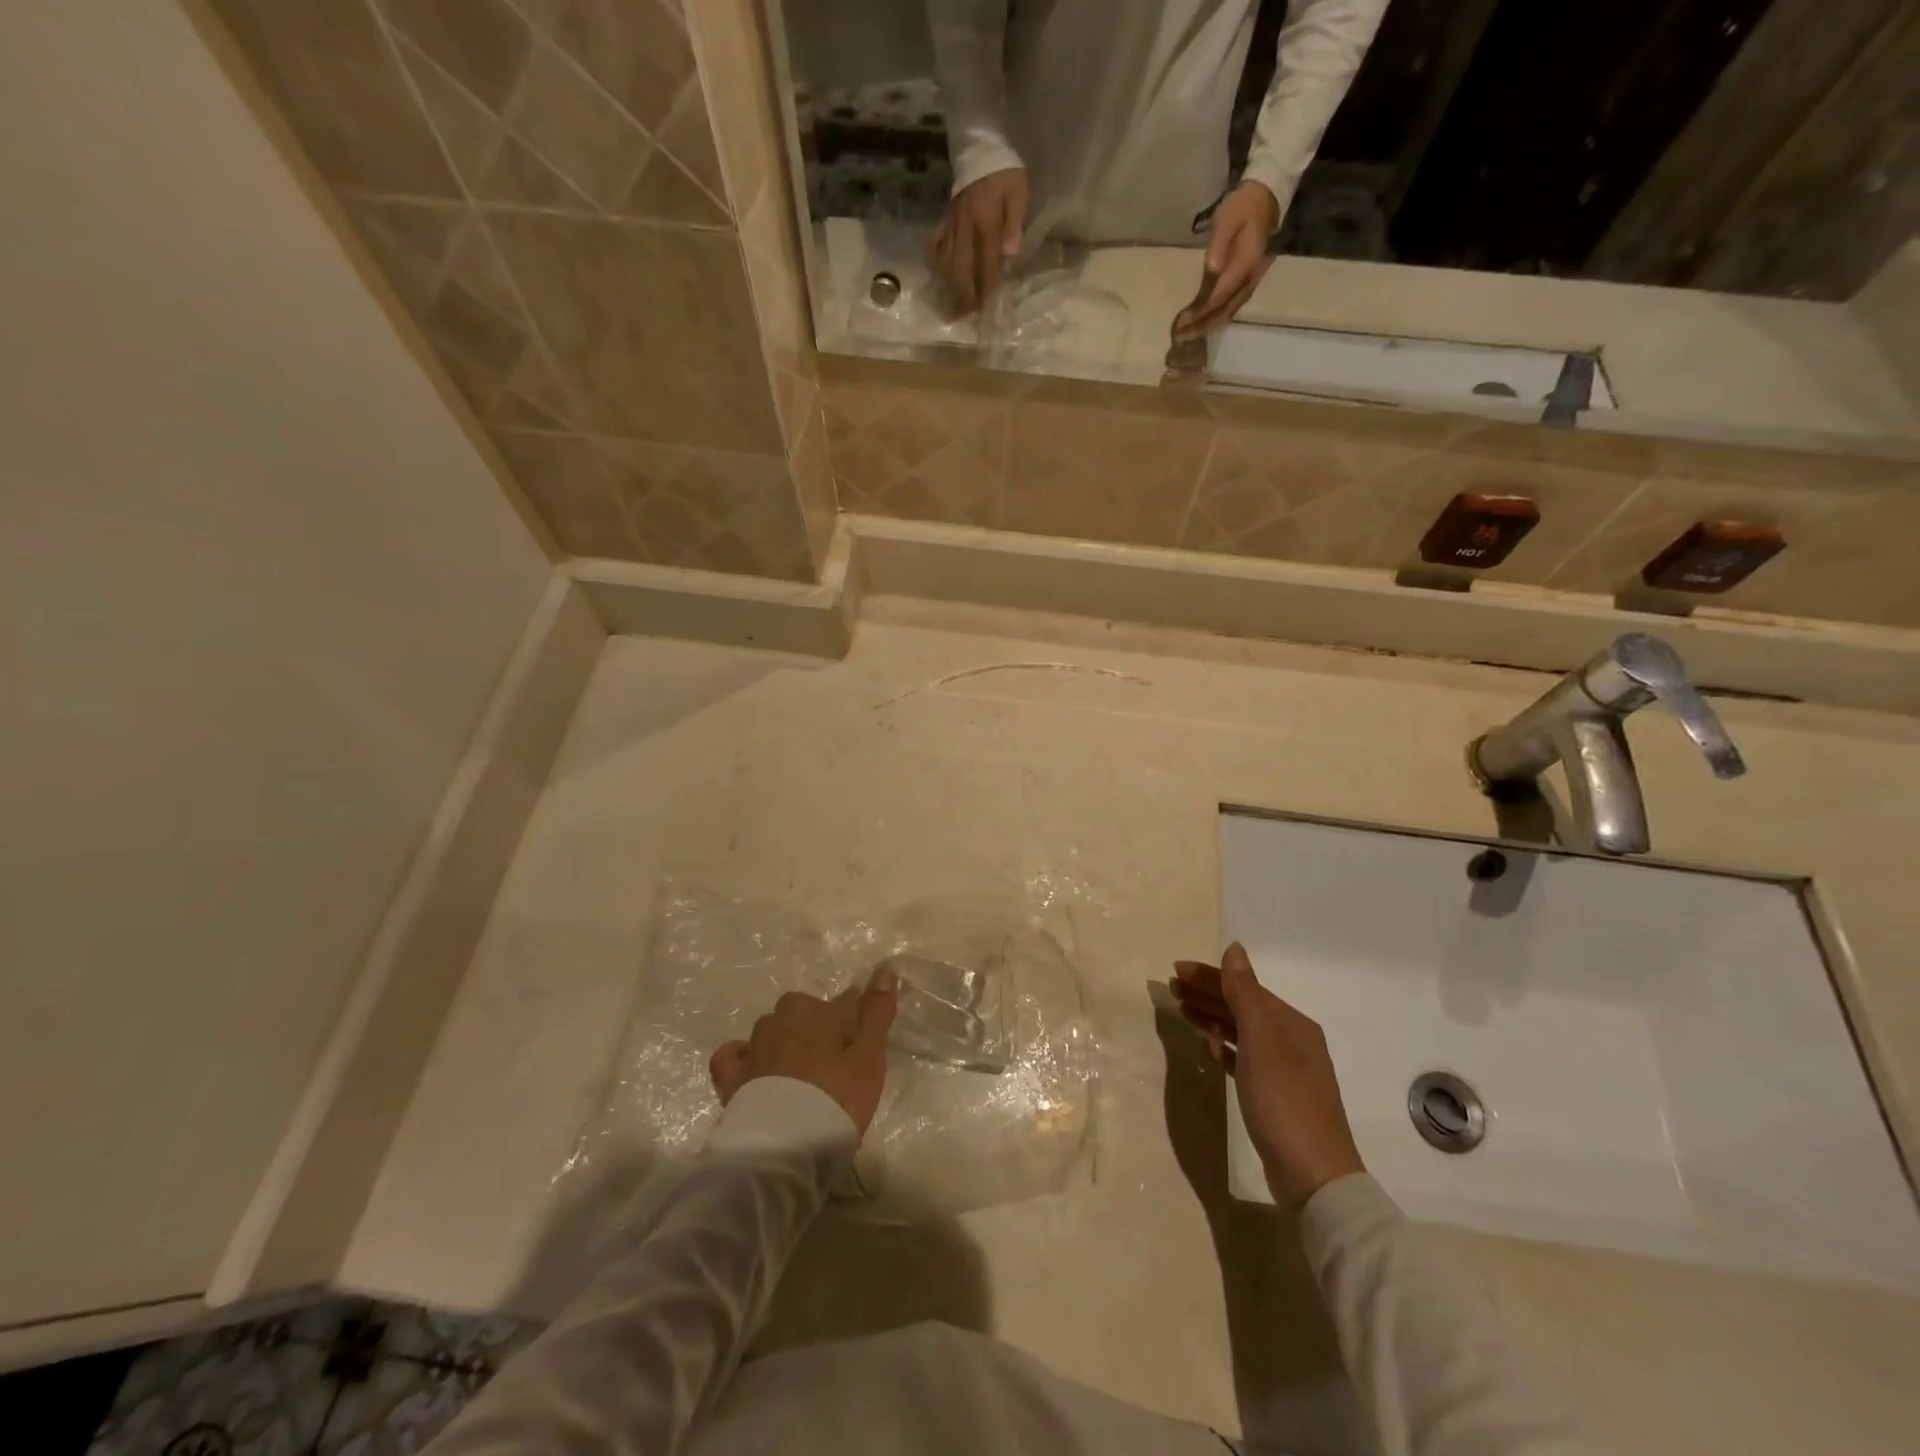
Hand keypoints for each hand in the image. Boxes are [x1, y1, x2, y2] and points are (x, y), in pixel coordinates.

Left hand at [709, 966, 897, 1134]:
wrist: (786, 1146)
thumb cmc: (838, 1099)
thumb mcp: (869, 1057)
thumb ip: (877, 1012)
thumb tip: (885, 969)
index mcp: (821, 1013)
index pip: (846, 1001)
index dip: (855, 1018)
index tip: (862, 1040)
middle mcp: (786, 1019)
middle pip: (803, 1010)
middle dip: (815, 1024)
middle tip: (830, 1059)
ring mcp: (755, 1046)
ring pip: (771, 1028)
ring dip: (783, 1039)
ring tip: (797, 1071)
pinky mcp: (732, 1075)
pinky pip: (733, 1053)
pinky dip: (742, 1056)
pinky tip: (753, 1069)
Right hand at [929, 167, 1028, 313]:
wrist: (980, 148)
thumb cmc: (1004, 173)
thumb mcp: (1018, 192)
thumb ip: (1014, 222)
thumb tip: (1010, 253)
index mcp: (986, 221)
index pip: (987, 261)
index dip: (988, 286)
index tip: (988, 307)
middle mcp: (965, 227)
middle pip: (962, 268)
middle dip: (965, 295)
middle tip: (969, 314)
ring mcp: (951, 225)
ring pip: (947, 262)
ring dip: (951, 287)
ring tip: (956, 305)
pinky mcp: (944, 221)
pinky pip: (935, 246)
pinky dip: (936, 263)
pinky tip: (941, 277)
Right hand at [1171, 942, 1364, 1208]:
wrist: (1314, 1176)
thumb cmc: (1283, 1101)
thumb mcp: (1260, 1041)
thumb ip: (1244, 993)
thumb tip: (1234, 949)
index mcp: (1291, 1023)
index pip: (1243, 987)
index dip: (1210, 977)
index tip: (1175, 971)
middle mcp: (1291, 1040)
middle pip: (1242, 1006)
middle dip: (1207, 994)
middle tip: (1172, 989)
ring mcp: (1284, 1069)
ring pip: (1241, 1031)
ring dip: (1212, 1018)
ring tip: (1182, 1012)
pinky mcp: (1274, 1094)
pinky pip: (1243, 1057)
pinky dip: (1223, 1046)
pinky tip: (1207, 1047)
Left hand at [1172, 181, 1278, 341]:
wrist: (1264, 198)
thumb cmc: (1242, 207)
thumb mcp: (1227, 218)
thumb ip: (1220, 242)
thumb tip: (1212, 268)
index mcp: (1245, 263)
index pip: (1221, 295)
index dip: (1202, 311)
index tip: (1183, 322)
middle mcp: (1250, 277)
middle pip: (1225, 310)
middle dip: (1202, 325)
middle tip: (1180, 336)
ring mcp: (1249, 281)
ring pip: (1228, 311)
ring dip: (1208, 326)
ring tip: (1187, 336)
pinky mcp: (1245, 282)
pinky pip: (1231, 306)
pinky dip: (1216, 318)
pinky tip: (1202, 325)